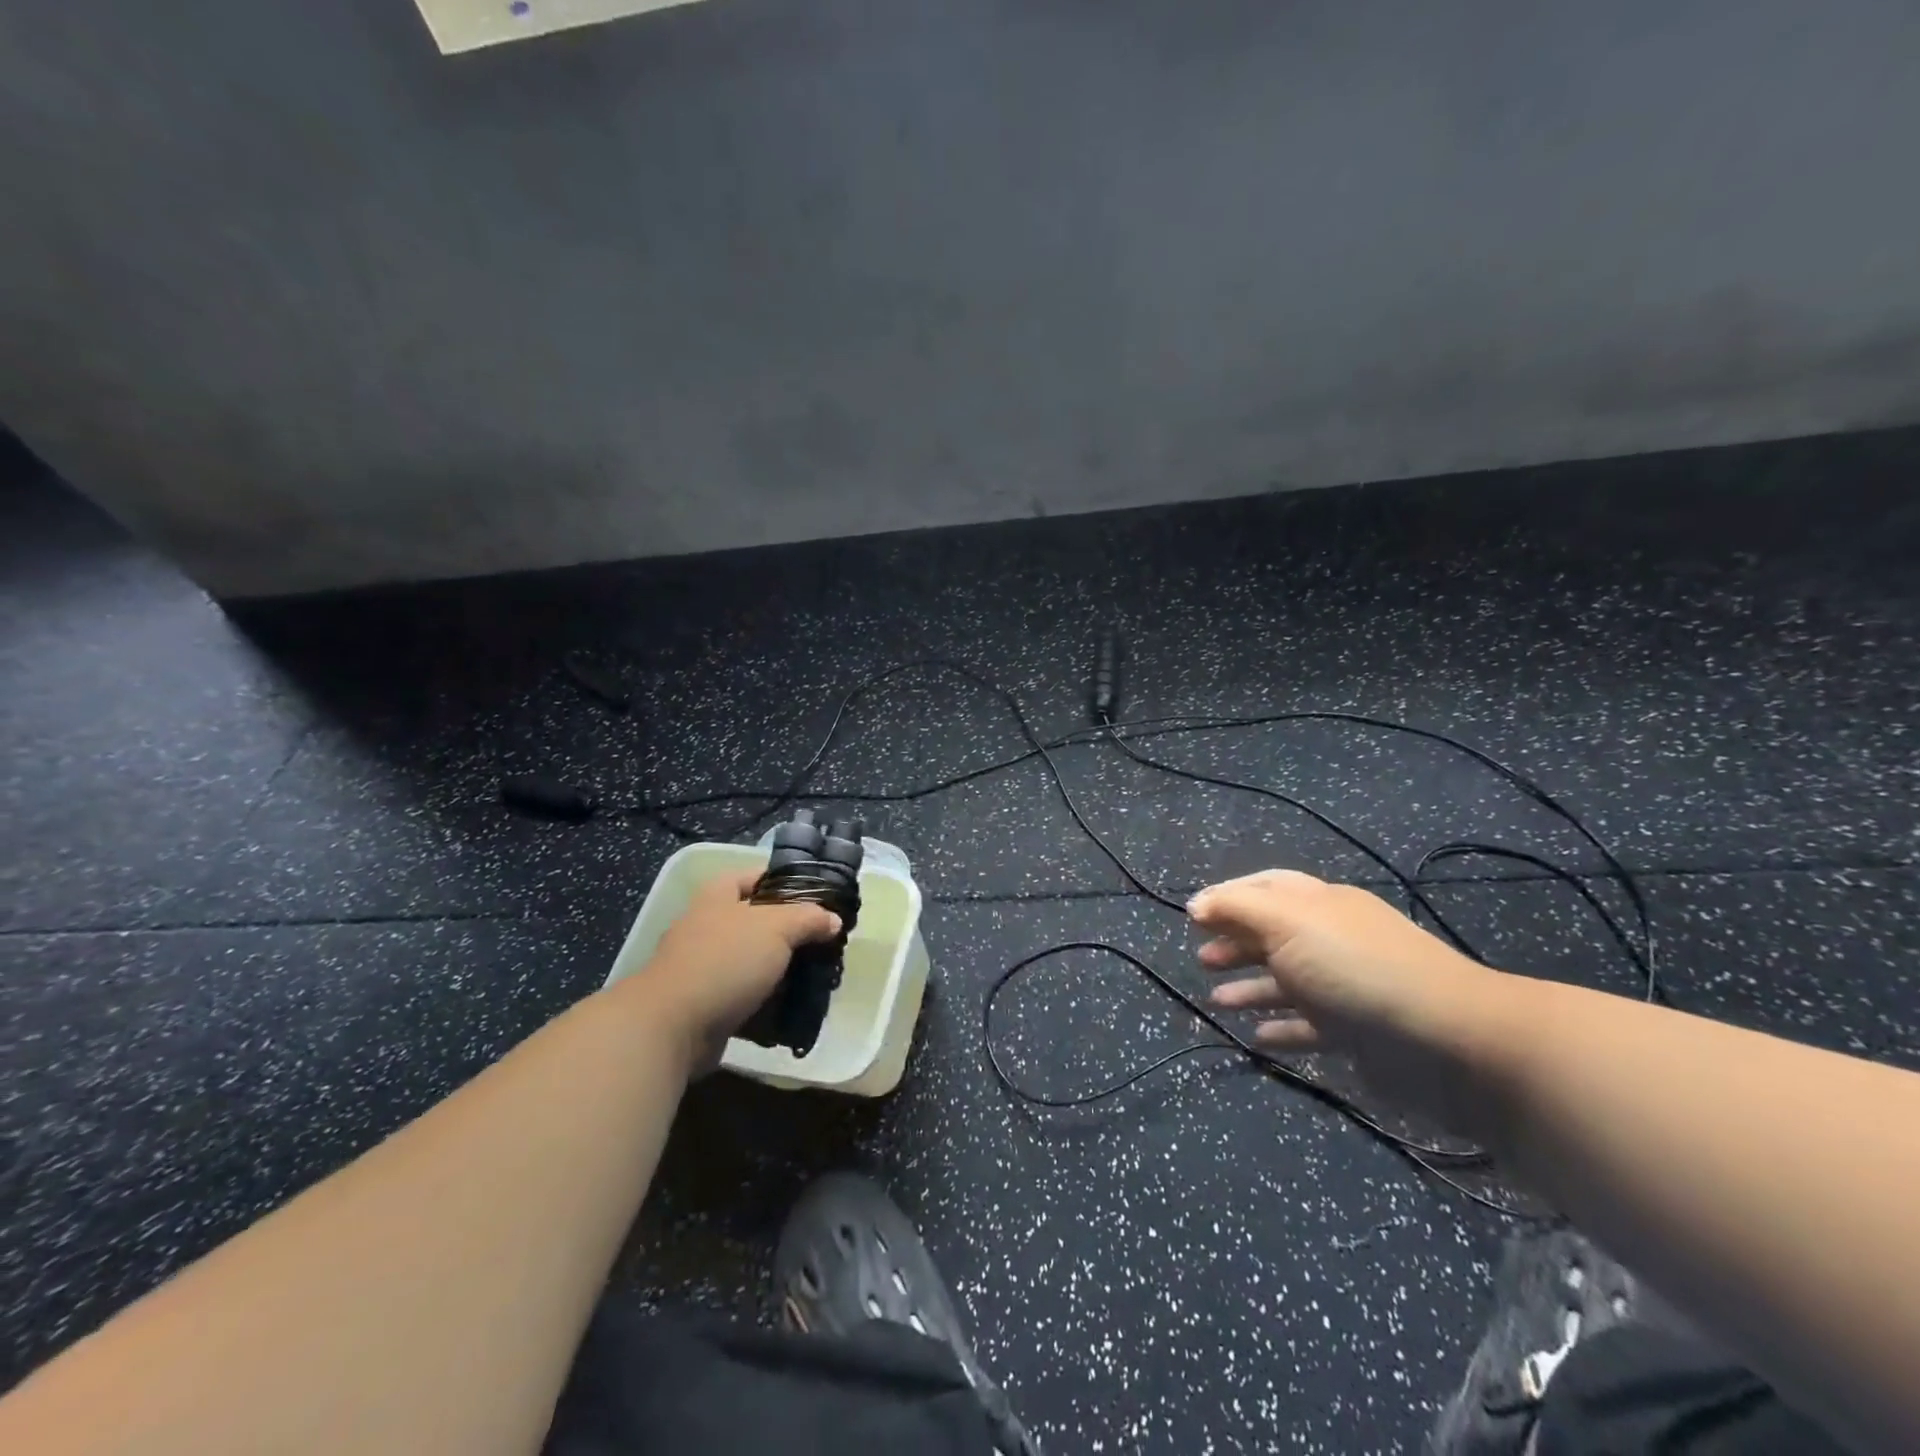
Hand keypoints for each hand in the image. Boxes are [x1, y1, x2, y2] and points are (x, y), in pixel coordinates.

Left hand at [631, 871, 841, 1070]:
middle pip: (758, 918)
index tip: (821, 897)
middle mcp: (708, 924)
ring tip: (814, 974)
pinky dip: (766, 998)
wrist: (671, 1026)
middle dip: (790, 930)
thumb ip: (808, 918)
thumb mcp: (777, 928)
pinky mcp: (704, 1000)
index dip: (790, 881)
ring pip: (753, 958)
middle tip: (823, 939)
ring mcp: (703, 964)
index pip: (759, 875)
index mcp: (719, 895)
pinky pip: (743, 992)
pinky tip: (792, 1003)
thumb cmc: (725, 961)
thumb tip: (833, 920)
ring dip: (780, 967)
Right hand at [1188, 869, 1514, 1127]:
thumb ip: (1237, 909)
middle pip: (1274, 934)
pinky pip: (1308, 1025)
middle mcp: (1332, 939)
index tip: (1192, 916)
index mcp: (1320, 904)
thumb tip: (1197, 904)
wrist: (1448, 1040)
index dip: (1228, 897)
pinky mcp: (1357, 1032)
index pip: (1267, 888)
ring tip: (1216, 1001)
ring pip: (1287, 981)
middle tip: (1202, 959)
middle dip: (1235, 943)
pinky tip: (1256, 1037)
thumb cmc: (1356, 968)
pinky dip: (1281, 1027)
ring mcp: (1345, 986)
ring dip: (1250, 988)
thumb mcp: (1288, 923)